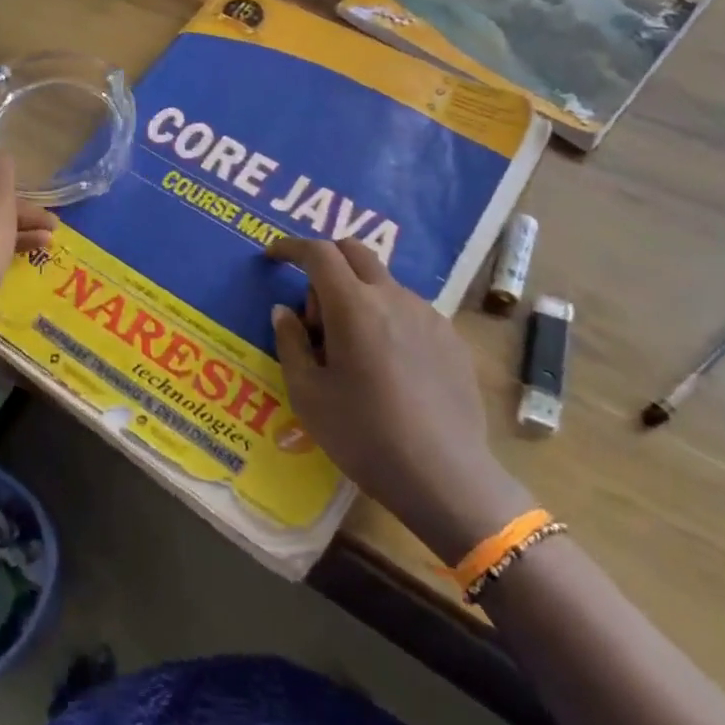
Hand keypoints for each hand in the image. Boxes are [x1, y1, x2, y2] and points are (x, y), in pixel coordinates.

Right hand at [268, 237, 533, 563]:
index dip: (291, 247)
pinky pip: (409, 310)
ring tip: (351, 350)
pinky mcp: (451, 338)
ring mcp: (428, 315)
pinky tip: (387, 366)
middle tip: (313, 311)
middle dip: (326, 262)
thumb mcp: (308, 394)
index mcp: (354, 306)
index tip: (273, 257)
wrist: (445, 477)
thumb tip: (284, 311)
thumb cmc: (364, 435)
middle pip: (355, 252)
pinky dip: (386, 318)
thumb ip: (291, 342)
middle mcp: (393, 297)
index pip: (318, 252)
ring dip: (357, 295)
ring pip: (382, 283)